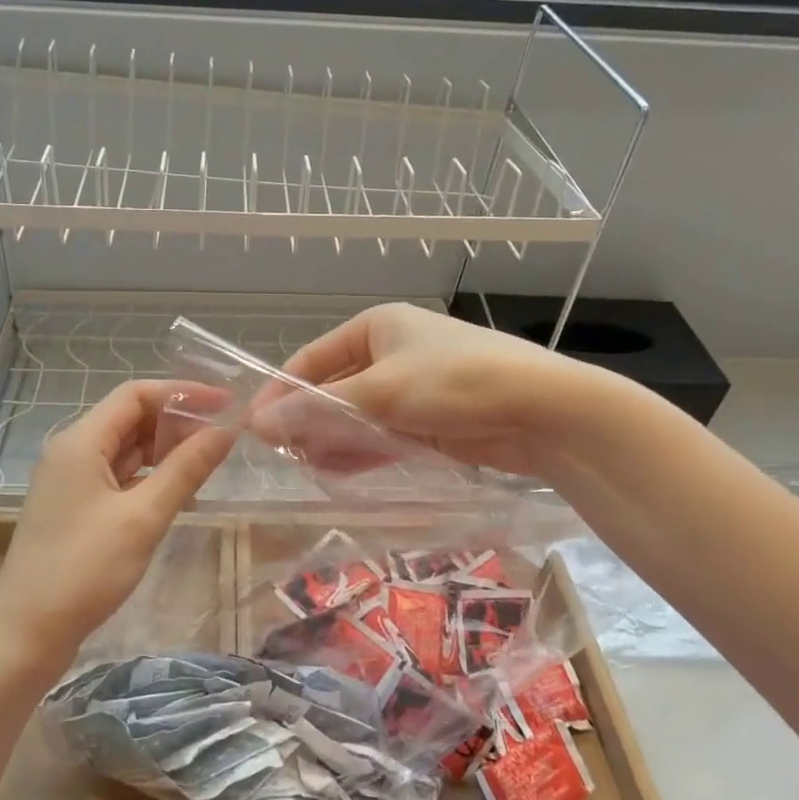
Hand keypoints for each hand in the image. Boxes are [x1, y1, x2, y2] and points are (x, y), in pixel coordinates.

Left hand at [0, 380, 234, 664]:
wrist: (26, 634)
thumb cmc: (84, 570)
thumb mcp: (142, 517)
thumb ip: (186, 469)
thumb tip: (225, 431)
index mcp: (80, 442)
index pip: (135, 395)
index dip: (182, 393)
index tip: (226, 404)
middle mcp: (71, 451)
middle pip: (130, 418)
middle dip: (176, 422)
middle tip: (222, 437)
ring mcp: (71, 481)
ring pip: (125, 449)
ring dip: (165, 450)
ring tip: (208, 462)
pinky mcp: (76, 507)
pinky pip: (118, 476)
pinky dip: (150, 477)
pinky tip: (179, 491)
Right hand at [282, 303, 595, 478]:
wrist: (544, 412)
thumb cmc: (456, 382)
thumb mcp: (380, 391)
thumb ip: (318, 410)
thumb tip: (258, 427)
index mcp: (376, 326)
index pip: (311, 358)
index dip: (281, 391)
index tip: (254, 427)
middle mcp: (391, 353)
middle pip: (333, 388)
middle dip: (307, 420)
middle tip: (282, 455)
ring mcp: (411, 390)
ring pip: (356, 416)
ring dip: (331, 440)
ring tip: (306, 468)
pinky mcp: (429, 423)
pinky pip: (382, 437)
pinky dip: (360, 452)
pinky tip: (337, 473)